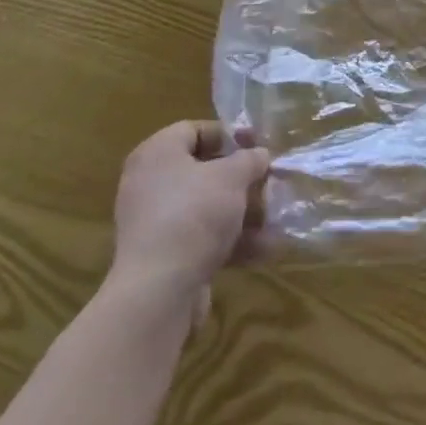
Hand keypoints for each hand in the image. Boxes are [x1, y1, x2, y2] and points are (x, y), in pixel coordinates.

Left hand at [108, 121, 269, 320]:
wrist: (158, 294)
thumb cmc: (194, 214)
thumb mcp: (232, 176)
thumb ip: (250, 159)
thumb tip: (259, 155)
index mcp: (157, 154)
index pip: (194, 130)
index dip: (229, 135)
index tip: (257, 146)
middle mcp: (150, 185)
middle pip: (203, 171)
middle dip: (241, 179)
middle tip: (269, 182)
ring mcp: (155, 224)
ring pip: (206, 208)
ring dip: (242, 213)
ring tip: (276, 218)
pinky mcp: (163, 259)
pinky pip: (202, 239)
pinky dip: (231, 242)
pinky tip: (265, 249)